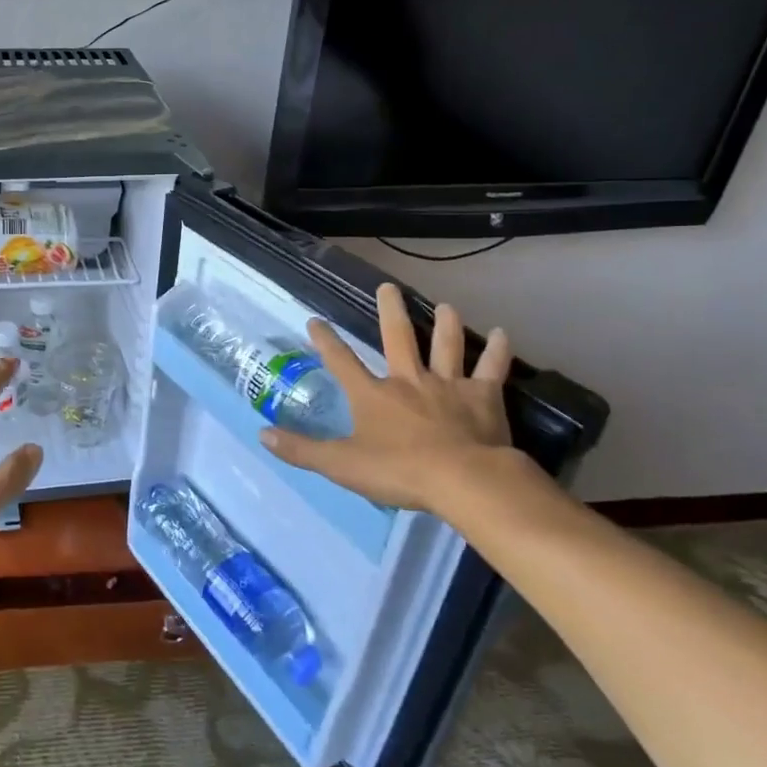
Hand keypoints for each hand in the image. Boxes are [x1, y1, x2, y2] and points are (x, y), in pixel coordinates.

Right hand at [259, 285, 514, 513]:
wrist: (461, 480)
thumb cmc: (397, 472)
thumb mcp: (340, 465)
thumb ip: (302, 450)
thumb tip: (262, 434)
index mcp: (372, 396)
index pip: (342, 362)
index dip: (326, 341)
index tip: (315, 320)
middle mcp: (407, 380)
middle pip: (397, 337)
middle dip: (390, 310)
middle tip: (388, 286)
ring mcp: (447, 385)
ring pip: (445, 345)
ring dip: (445, 324)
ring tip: (445, 306)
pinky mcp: (482, 396)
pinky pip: (491, 368)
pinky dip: (498, 350)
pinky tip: (504, 333)